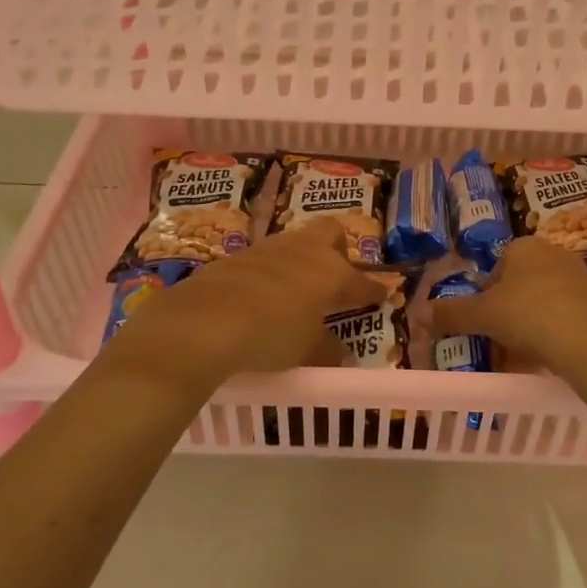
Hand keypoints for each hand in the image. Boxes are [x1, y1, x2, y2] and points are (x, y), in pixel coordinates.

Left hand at [108, 218, 383, 384]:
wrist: (204, 320)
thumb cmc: (270, 334)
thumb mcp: (305, 350)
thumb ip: (326, 348)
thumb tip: (340, 353)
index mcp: (332, 273)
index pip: (362, 281)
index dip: (373, 291)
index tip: (381, 296)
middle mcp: (305, 251)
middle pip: (331, 234)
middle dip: (338, 251)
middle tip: (335, 279)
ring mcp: (270, 248)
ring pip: (297, 243)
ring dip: (302, 262)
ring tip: (297, 290)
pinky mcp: (239, 256)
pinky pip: (267, 259)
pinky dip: (272, 273)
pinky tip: (263, 296)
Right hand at [428, 237, 586, 379]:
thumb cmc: (529, 316)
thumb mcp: (482, 316)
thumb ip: (450, 314)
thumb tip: (415, 314)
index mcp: (524, 246)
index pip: (497, 265)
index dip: (486, 294)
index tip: (484, 320)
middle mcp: (554, 253)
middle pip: (520, 283)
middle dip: (509, 309)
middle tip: (500, 338)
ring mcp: (580, 277)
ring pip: (543, 300)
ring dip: (531, 322)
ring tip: (523, 352)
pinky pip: (566, 314)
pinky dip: (554, 332)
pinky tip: (549, 355)